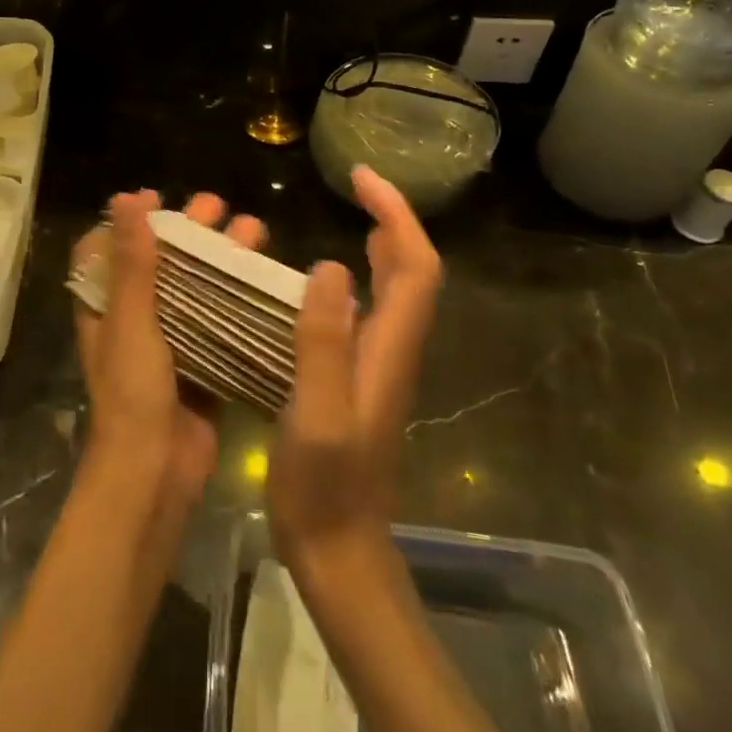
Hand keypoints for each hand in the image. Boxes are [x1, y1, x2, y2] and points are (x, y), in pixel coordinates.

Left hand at [73, 191, 267, 505]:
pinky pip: (221, 323)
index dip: (128, 220)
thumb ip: (132, 263)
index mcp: (105, 307)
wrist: (155, 474)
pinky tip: (267, 281)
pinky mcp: (202, 365)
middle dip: (189, 231)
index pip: (106, 250)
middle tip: (219, 207)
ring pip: (196, 288)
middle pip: (160, 262)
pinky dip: (239, 300)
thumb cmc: (133, 394)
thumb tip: (127, 199)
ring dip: (221, 259)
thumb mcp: (131, 322)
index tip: (158, 197)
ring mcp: (171, 343)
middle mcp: (135, 319)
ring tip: (255, 231)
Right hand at [269, 165, 441, 581]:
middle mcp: (394, 350)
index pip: (415, 267)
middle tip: (356, 185)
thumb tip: (329, 267)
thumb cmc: (324, 487)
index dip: (397, 215)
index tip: (362, 179)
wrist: (339, 552)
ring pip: (396, 290)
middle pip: (414, 271)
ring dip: (383, 244)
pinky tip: (324, 281)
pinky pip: (370, 312)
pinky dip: (361, 277)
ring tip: (350, 214)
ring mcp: (380, 367)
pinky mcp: (360, 380)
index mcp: (390, 350)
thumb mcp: (316, 415)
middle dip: (393, 218)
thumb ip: (324, 344)